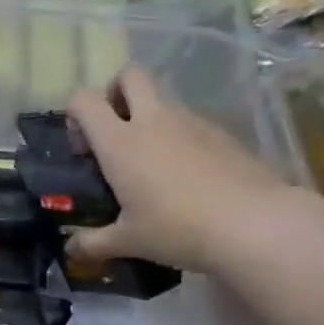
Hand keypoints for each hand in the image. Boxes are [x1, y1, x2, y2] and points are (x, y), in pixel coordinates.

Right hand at [65, 66, 300, 273]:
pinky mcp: (220, 131)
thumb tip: (71, 248)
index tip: (83, 146)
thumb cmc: (176, 229)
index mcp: (120, 142)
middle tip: (115, 132)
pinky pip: (189, 121)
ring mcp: (190, 121)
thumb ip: (93, 242)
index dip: (76, 114)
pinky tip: (186, 175)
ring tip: (151, 164)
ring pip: (161, 98)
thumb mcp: (128, 241)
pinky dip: (178, 136)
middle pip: (129, 76)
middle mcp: (152, 120)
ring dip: (148, 117)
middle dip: (116, 93)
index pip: (84, 99)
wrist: (252, 223)